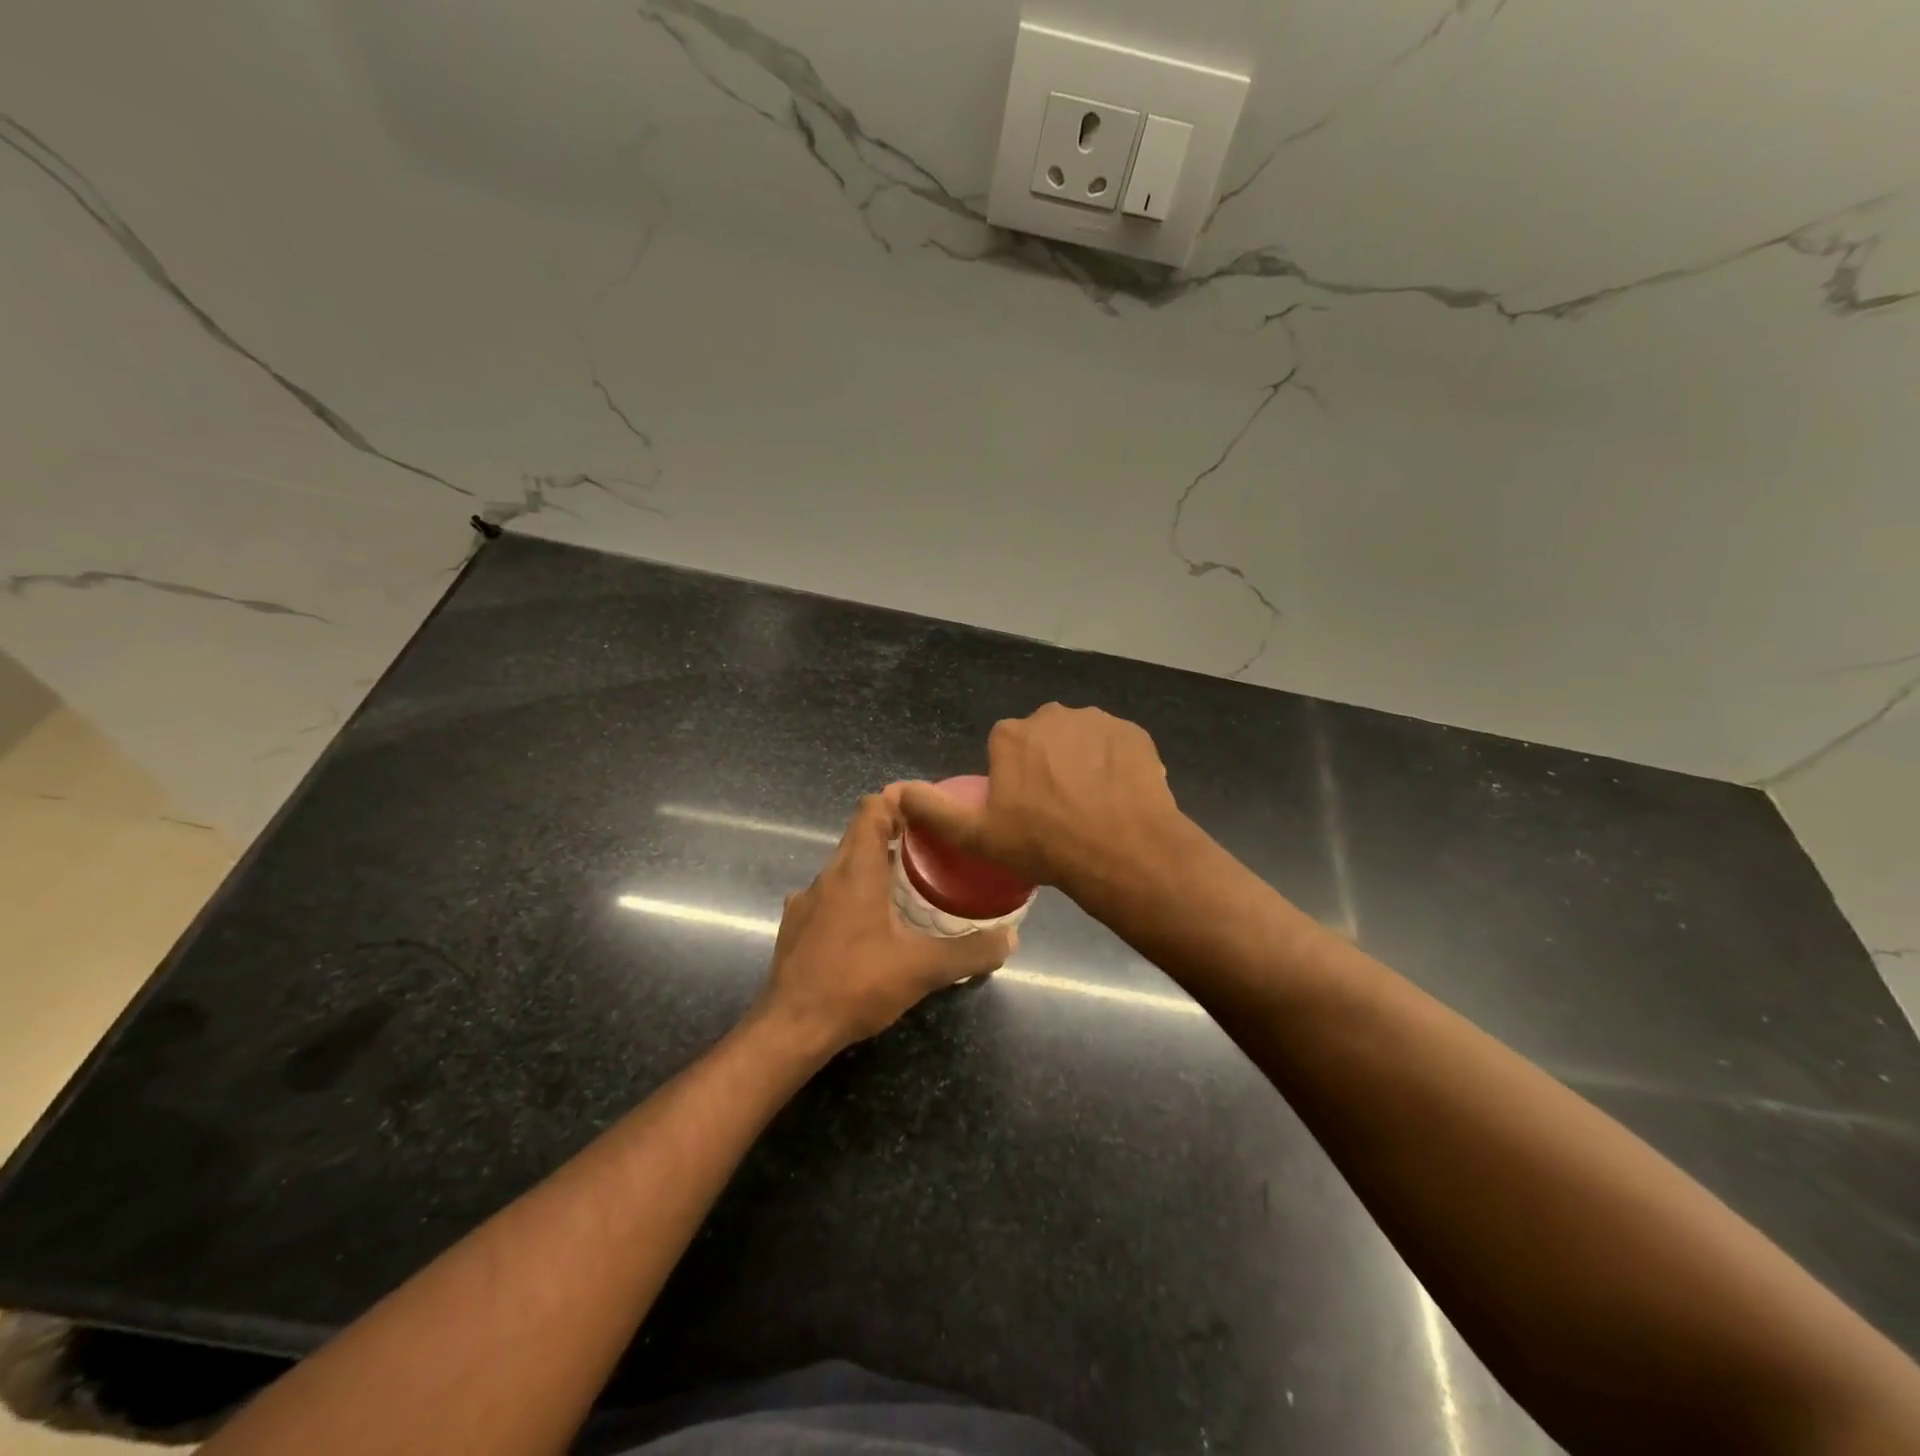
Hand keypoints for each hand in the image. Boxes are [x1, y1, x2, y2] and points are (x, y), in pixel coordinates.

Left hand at [756, 793, 1013, 1051]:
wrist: (791, 1029)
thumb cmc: (856, 985)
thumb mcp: (923, 969)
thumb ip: (970, 952)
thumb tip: (1011, 938)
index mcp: (856, 871)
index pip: (872, 808)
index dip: (899, 801)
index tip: (929, 811)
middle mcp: (827, 876)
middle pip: (859, 835)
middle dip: (894, 834)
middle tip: (932, 849)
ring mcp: (805, 901)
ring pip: (843, 867)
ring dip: (873, 868)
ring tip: (907, 887)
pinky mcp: (795, 926)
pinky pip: (829, 895)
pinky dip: (852, 897)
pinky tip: (871, 926)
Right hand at [897, 704, 1184, 901]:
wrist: (1121, 851)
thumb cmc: (1043, 843)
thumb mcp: (977, 835)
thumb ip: (933, 810)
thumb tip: (895, 790)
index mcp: (1010, 734)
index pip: (1005, 750)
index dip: (1013, 780)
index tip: (1025, 811)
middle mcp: (1051, 715)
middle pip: (1043, 740)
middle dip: (1047, 765)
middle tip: (1058, 811)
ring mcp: (1096, 720)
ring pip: (1081, 741)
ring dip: (1083, 763)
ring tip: (1092, 806)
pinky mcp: (1133, 732)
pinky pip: (1116, 746)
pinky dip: (1115, 765)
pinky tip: (1118, 796)